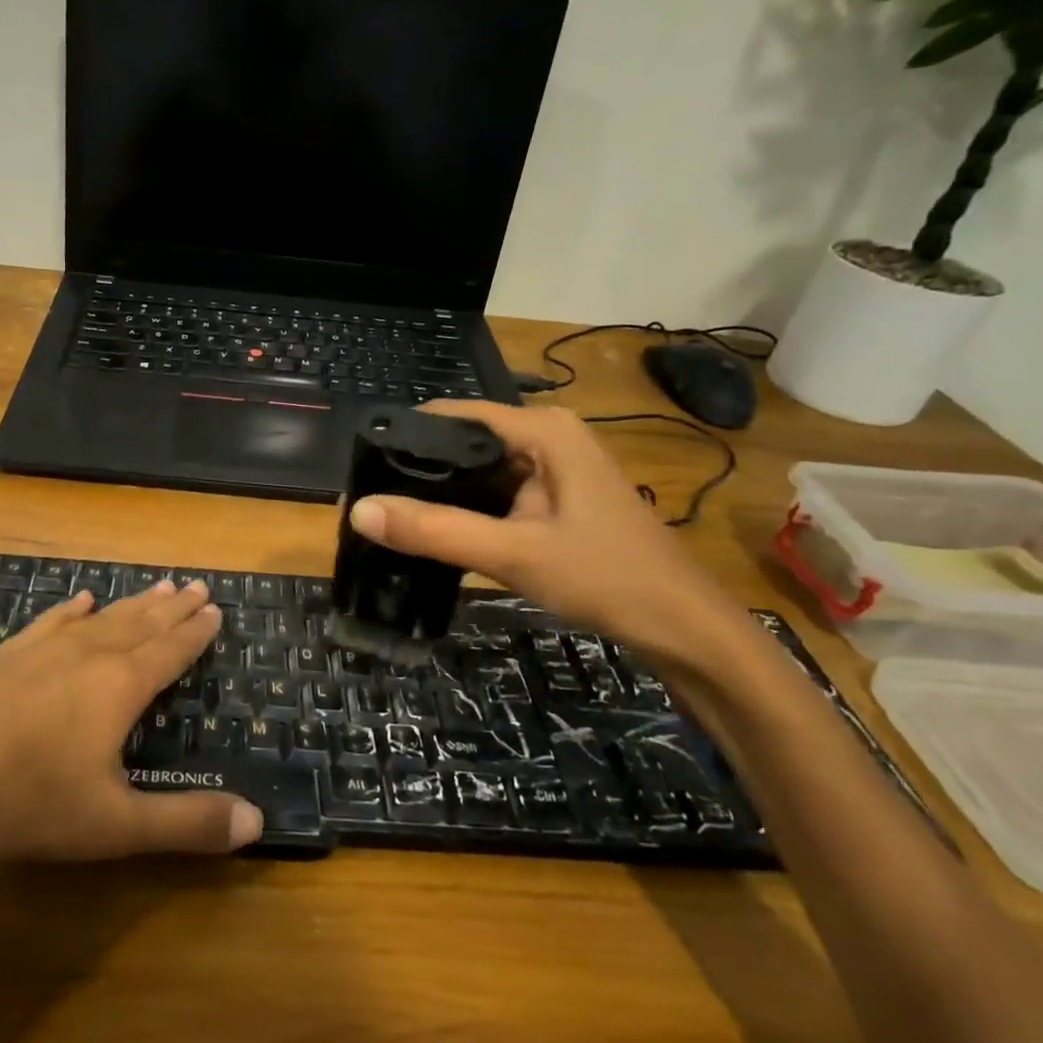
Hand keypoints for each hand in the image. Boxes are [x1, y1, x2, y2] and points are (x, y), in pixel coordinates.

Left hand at [0, 580, 263, 905]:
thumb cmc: (22, 801)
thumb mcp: (113, 827)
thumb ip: (186, 823)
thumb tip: (257, 820)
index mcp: (119, 687)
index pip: (170, 651)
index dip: (196, 633)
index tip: (216, 609)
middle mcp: (87, 656)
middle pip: (140, 625)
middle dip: (172, 609)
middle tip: (196, 586)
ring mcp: (40, 652)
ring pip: (101, 619)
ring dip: (133, 604)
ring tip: (157, 585)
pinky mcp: (3, 659)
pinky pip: (50, 623)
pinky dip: (70, 611)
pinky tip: (77, 601)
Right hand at [348, 403, 758, 671]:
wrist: (683, 628)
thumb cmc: (606, 578)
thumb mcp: (514, 553)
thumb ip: (436, 531)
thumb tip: (359, 510)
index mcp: (543, 430)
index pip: (454, 415)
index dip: (404, 435)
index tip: (359, 465)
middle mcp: (546, 438)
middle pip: (464, 442)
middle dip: (417, 468)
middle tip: (366, 499)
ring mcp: (553, 470)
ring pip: (478, 471)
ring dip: (439, 492)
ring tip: (387, 514)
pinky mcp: (554, 499)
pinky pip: (496, 494)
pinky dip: (465, 509)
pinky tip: (434, 530)